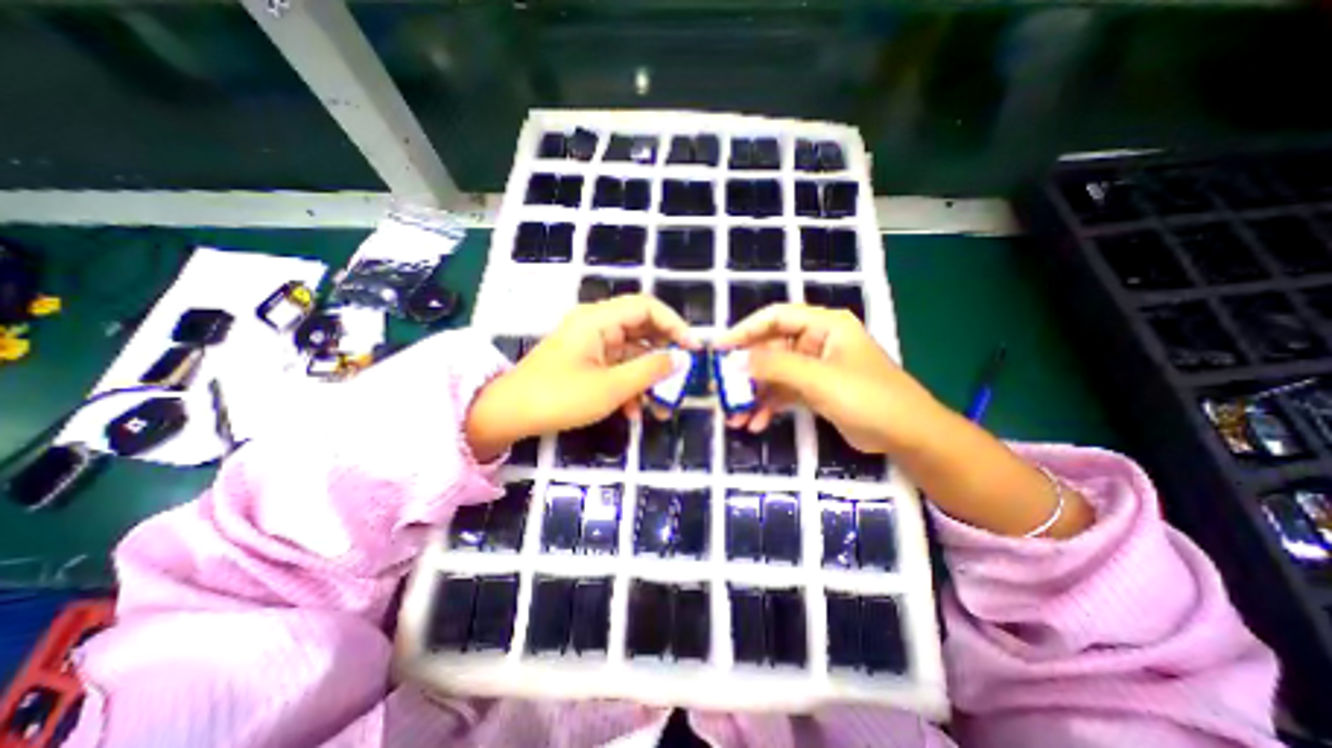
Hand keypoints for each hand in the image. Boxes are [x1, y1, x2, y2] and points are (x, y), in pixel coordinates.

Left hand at [464, 294, 698, 457]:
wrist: (509, 415)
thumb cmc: (559, 397)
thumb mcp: (611, 387)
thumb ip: (650, 370)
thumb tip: (682, 359)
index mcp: (599, 319)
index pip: (647, 307)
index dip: (674, 324)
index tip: (693, 349)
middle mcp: (596, 325)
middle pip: (642, 330)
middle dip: (664, 356)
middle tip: (683, 377)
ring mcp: (591, 345)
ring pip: (632, 353)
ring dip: (648, 378)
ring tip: (662, 406)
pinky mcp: (587, 363)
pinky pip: (617, 368)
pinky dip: (629, 386)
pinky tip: (634, 412)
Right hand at [718, 300, 1092, 537]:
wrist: (908, 435)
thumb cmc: (868, 397)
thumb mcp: (819, 379)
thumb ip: (776, 366)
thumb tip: (737, 361)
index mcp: (823, 325)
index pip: (775, 317)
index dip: (744, 330)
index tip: (719, 348)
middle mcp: (816, 341)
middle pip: (770, 348)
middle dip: (746, 372)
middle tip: (722, 390)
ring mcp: (815, 367)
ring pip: (774, 374)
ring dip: (754, 394)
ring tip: (735, 416)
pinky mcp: (815, 390)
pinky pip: (784, 393)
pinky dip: (769, 406)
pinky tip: (755, 423)